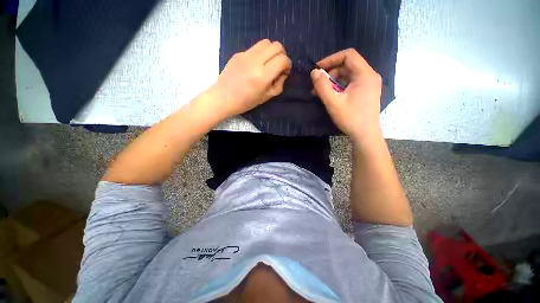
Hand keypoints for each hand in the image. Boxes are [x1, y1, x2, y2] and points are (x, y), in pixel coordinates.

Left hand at [210, 39, 291, 118]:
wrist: (223, 97)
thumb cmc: (246, 102)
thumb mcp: (266, 97)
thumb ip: (279, 84)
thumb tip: (282, 73)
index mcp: (262, 76)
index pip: (282, 59)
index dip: (287, 64)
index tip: (285, 71)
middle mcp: (255, 62)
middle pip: (276, 46)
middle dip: (282, 54)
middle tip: (278, 66)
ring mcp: (245, 55)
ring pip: (266, 42)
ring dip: (271, 51)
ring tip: (268, 63)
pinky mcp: (239, 53)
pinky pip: (255, 48)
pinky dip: (260, 54)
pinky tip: (255, 66)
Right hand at [311, 49, 382, 142]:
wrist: (365, 135)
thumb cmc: (350, 118)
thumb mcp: (333, 103)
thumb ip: (322, 86)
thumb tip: (314, 72)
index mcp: (365, 74)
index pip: (348, 55)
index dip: (331, 59)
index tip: (318, 69)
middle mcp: (369, 75)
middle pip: (347, 65)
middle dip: (330, 73)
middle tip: (317, 85)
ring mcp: (369, 84)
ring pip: (348, 75)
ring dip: (333, 81)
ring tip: (321, 93)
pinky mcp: (366, 92)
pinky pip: (351, 83)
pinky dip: (339, 87)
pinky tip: (330, 96)